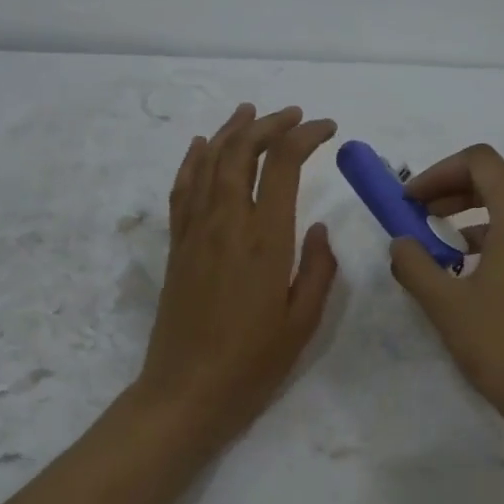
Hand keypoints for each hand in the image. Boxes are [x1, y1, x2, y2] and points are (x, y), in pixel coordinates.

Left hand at [135, 103, 338, 446]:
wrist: (187, 391)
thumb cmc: (253, 363)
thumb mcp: (304, 321)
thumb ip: (318, 269)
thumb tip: (319, 228)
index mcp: (264, 239)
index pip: (282, 164)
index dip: (304, 136)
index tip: (327, 129)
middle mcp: (226, 223)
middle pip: (241, 151)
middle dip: (269, 124)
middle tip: (293, 115)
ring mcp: (195, 232)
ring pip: (208, 162)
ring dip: (230, 131)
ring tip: (250, 112)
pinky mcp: (176, 246)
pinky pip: (182, 189)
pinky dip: (193, 160)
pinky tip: (201, 146)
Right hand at [388, 144, 503, 432]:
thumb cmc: (501, 344)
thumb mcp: (445, 304)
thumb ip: (415, 265)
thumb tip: (401, 244)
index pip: (482, 162)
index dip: (439, 172)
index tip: (410, 201)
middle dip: (460, 184)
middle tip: (426, 212)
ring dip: (479, 209)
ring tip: (443, 243)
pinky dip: (498, 233)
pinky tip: (472, 270)